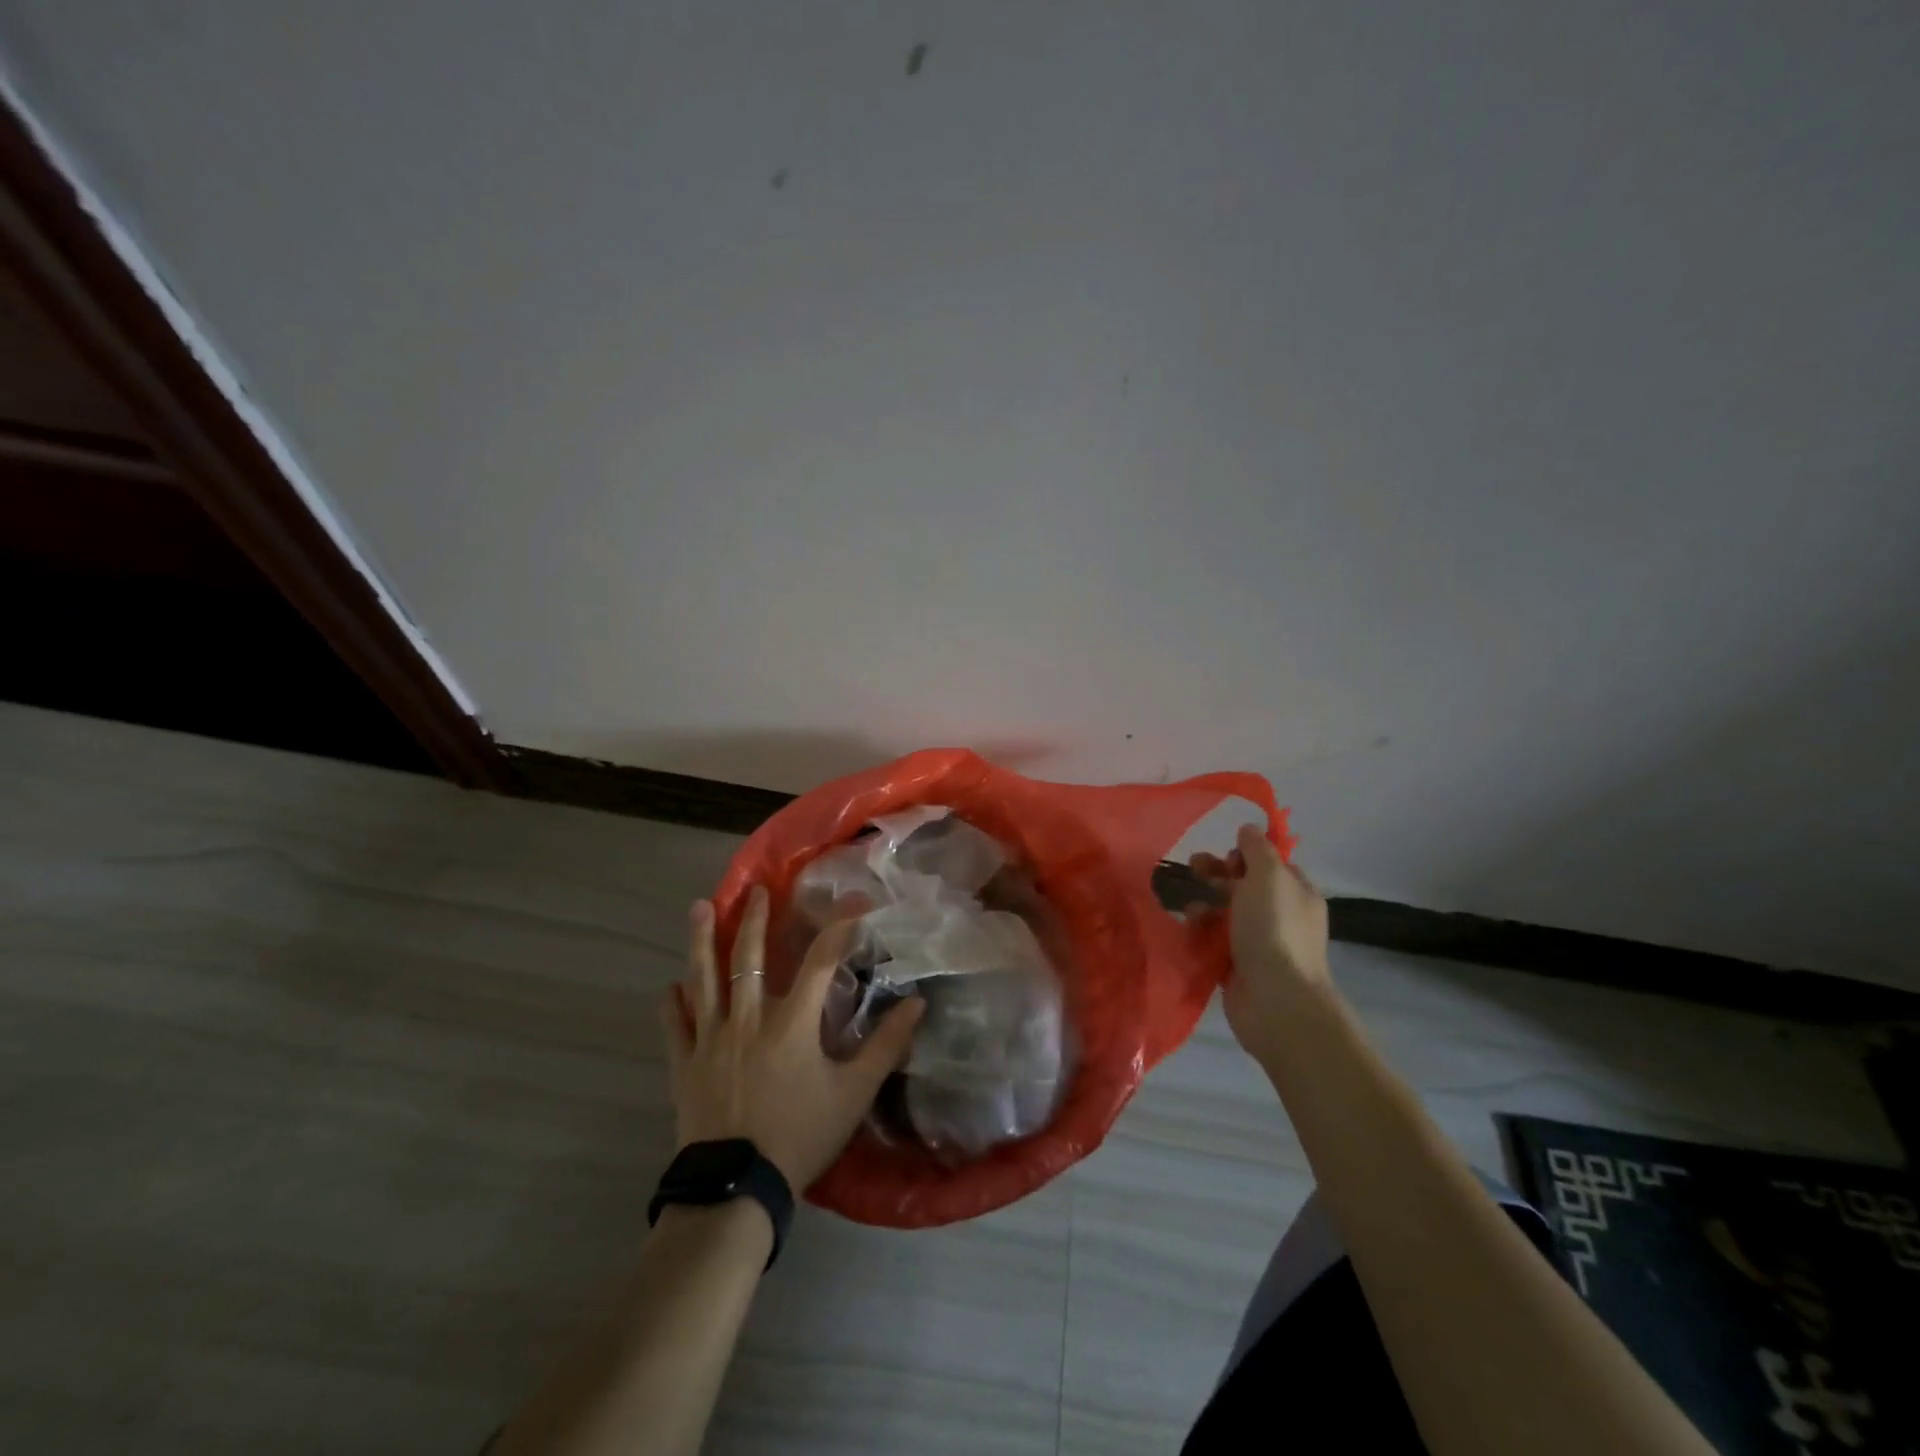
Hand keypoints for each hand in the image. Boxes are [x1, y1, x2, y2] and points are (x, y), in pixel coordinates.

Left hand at [662, 889, 923, 1191]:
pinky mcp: (684, 1064)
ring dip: (702, 941)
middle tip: (756, 890)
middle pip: (749, 956)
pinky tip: (669, 986)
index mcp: (792, 1022)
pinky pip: (675, 1025)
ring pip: (704, 978)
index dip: (839, 926)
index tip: (855, 900)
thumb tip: (916, 1005)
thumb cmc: (800, 1136)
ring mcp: (711, 1039)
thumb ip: (885, 1046)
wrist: (737, 1189)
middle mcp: (748, 1018)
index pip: (820, 961)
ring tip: (699, 907)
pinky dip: (672, 1003)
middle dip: (755, 919)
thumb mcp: (854, 1094)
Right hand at [1190, 824, 1331, 1063]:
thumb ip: (1257, 848)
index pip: (1271, 864)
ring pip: (1226, 913)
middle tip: (1192, 868)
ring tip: (1189, 907)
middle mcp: (1282, 916)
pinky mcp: (1238, 966)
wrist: (1276, 1000)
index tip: (1226, 855)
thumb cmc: (1274, 929)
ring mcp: (1260, 943)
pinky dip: (1201, 932)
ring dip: (1205, 903)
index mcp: (1297, 893)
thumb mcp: (1268, 876)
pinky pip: (1216, 940)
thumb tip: (1248, 829)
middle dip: (1217, 875)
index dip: (1247, 855)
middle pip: (1245, 886)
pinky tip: (1188, 929)